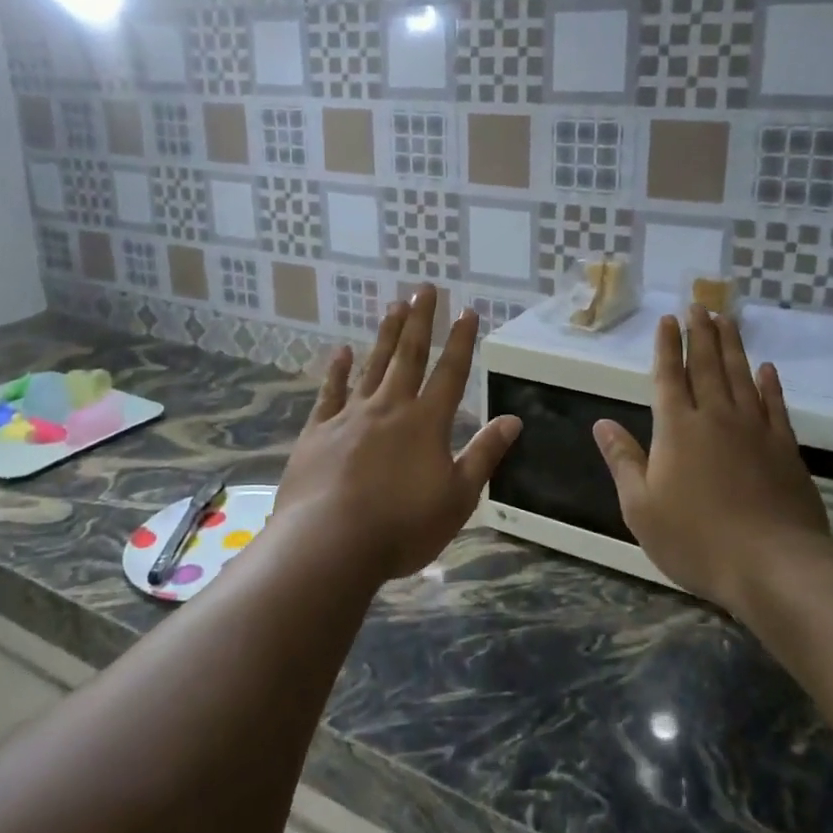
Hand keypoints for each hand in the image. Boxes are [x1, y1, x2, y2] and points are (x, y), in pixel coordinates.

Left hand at [275, 286, 521, 580]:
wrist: (329, 544)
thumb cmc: (402, 526)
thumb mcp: (458, 498)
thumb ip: (484, 455)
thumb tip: (514, 420)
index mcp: (426, 422)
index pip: (451, 372)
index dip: (461, 340)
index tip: (468, 310)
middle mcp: (390, 407)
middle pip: (409, 355)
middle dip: (420, 320)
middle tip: (425, 288)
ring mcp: (350, 416)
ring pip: (373, 365)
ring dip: (385, 334)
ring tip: (394, 305)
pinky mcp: (318, 431)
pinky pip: (330, 393)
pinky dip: (338, 371)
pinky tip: (342, 352)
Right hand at [594, 306, 830, 612]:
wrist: (773, 565)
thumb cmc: (696, 539)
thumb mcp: (641, 507)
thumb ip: (623, 461)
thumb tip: (602, 424)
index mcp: (677, 429)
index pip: (669, 377)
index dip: (666, 347)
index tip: (667, 320)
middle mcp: (716, 418)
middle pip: (706, 366)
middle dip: (700, 334)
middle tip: (699, 305)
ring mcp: (754, 430)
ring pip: (740, 376)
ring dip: (732, 346)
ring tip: (726, 320)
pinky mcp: (785, 448)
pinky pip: (775, 405)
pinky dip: (770, 384)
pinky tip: (766, 369)